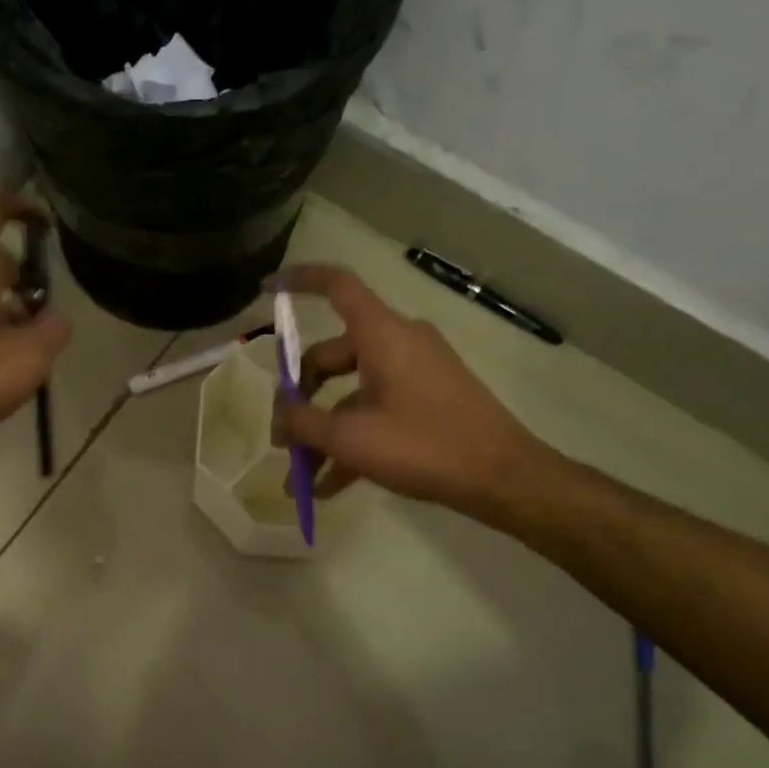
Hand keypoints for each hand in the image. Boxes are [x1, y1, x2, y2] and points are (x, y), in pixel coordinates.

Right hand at [271, 263, 552, 524]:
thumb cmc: (423, 445)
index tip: (267, 289)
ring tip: (300, 480)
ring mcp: (415, 373)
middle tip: (282, 440)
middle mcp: (398, 343)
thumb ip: (303, 422)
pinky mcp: (427, 400)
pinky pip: (376, 412)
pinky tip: (329, 487)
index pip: (336, 285)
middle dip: (300, 399)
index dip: (299, 280)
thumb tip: (279, 418)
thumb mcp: (351, 437)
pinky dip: (352, 442)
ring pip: (351, 394)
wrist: (501, 477)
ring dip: (323, 434)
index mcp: (381, 334)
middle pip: (331, 355)